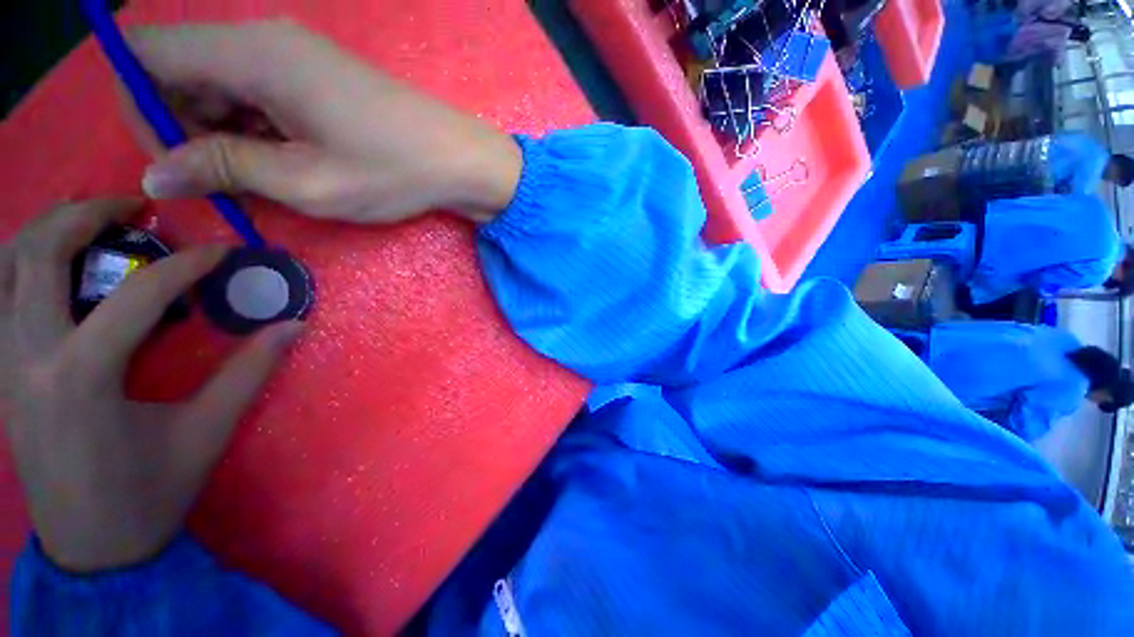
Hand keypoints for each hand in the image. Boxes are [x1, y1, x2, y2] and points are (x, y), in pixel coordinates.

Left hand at [0, 199, 302, 571]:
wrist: (91, 548)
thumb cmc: (149, 494)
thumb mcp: (206, 433)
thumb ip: (248, 372)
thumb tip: (291, 326)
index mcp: (81, 376)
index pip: (135, 294)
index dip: (186, 265)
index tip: (221, 251)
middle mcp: (29, 356)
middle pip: (40, 253)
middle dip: (88, 215)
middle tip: (136, 207)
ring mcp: (3, 363)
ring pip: (5, 265)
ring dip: (46, 229)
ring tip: (92, 221)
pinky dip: (19, 262)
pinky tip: (50, 262)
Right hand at [128, 21, 522, 224]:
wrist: (459, 160)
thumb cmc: (393, 171)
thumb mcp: (306, 182)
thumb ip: (225, 168)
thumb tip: (155, 173)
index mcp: (251, 53)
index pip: (147, 54)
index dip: (139, 105)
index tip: (172, 160)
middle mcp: (263, 41)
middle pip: (181, 71)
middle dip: (185, 128)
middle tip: (229, 182)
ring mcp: (292, 57)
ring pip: (219, 87)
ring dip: (223, 134)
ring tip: (270, 178)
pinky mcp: (314, 79)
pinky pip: (257, 96)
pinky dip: (255, 130)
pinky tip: (288, 162)